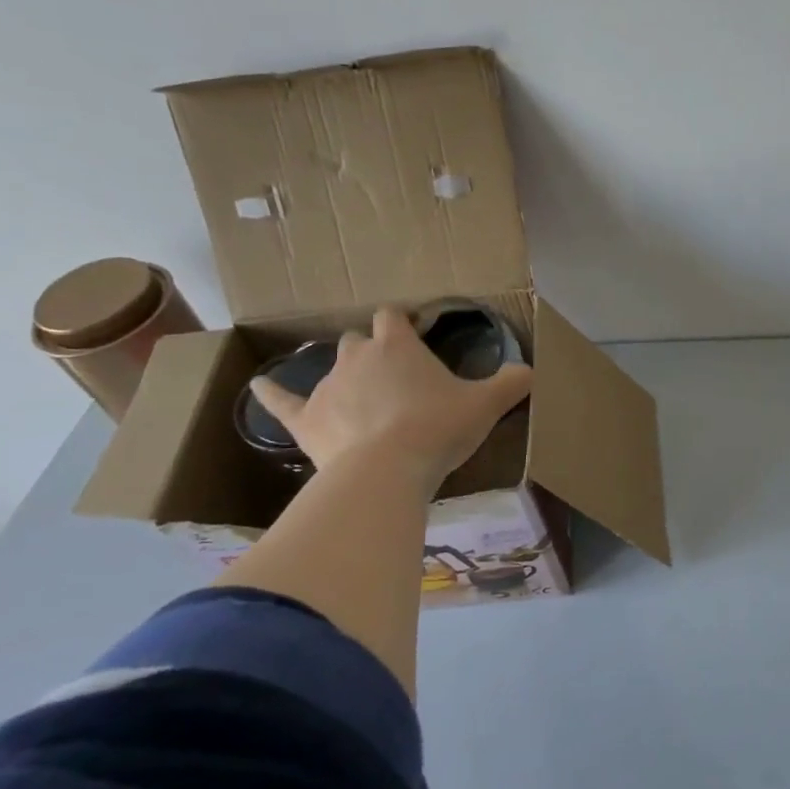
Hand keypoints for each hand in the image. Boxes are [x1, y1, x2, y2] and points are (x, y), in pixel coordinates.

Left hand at [249, 308, 531, 491]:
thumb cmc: (437, 429)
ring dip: (345, 379)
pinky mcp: (305, 419)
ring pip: (330, 369)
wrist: (386, 471)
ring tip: (361, 403)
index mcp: (398, 346)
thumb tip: (532, 371)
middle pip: (359, 340)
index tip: (415, 334)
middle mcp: (357, 356)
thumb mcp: (484, 406)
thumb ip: (511, 384)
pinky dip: (270, 395)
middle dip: (372, 352)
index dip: (403, 322)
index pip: (395, 316)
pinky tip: (257, 388)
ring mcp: (327, 387)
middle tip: (394, 380)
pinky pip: (281, 402)